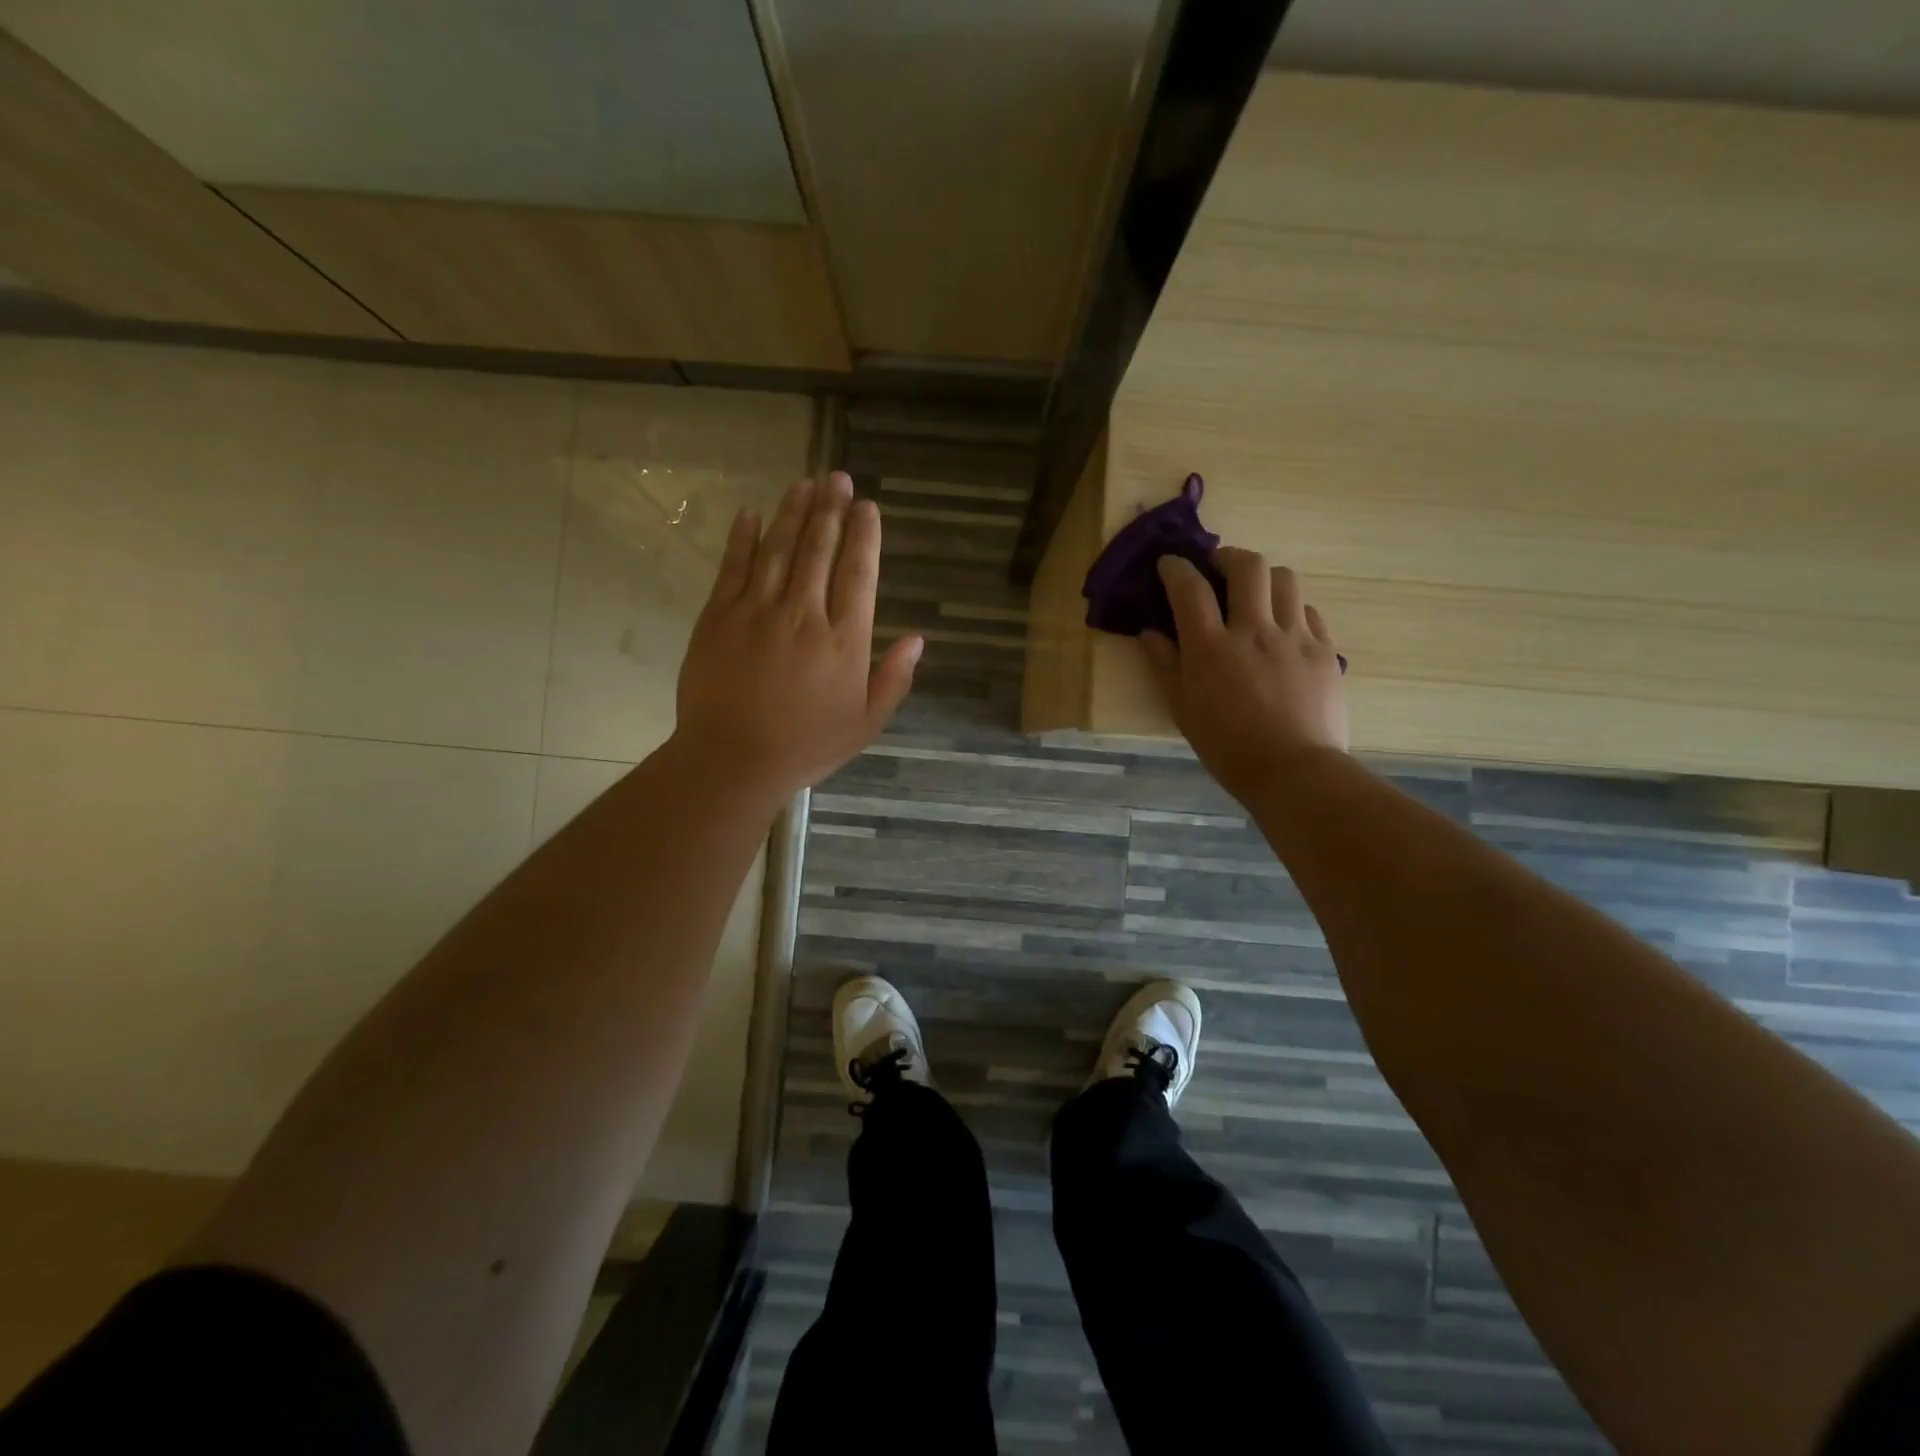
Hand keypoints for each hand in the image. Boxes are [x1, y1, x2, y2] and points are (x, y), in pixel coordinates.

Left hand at [675, 473, 920, 799]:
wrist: (733, 760)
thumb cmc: (806, 746)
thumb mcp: (866, 723)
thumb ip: (893, 679)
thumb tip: (918, 639)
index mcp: (844, 640)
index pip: (858, 573)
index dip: (864, 536)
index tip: (867, 507)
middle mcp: (804, 614)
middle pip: (819, 549)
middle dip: (831, 510)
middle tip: (837, 478)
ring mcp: (757, 611)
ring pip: (778, 549)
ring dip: (792, 513)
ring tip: (803, 484)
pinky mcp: (718, 617)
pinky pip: (733, 567)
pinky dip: (742, 538)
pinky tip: (751, 513)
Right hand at [1141, 550, 1348, 803]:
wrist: (1294, 771)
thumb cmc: (1227, 747)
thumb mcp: (1182, 709)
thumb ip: (1164, 665)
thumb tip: (1150, 632)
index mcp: (1211, 648)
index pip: (1189, 588)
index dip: (1176, 568)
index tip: (1169, 564)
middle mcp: (1254, 631)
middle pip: (1247, 566)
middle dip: (1228, 557)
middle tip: (1218, 568)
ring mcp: (1294, 637)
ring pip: (1286, 578)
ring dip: (1265, 577)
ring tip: (1255, 593)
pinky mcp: (1324, 650)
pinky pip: (1309, 610)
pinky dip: (1292, 607)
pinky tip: (1283, 626)